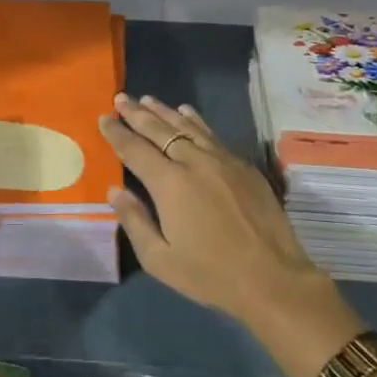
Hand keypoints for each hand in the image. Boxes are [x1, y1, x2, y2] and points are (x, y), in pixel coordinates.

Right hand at [98, 93, 335, 331]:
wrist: (272, 277)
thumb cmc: (211, 274)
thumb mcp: (160, 259)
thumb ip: (135, 220)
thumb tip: (115, 189)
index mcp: (169, 183)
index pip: (135, 149)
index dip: (117, 132)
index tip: (104, 118)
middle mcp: (193, 162)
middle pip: (159, 129)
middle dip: (136, 113)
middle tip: (121, 98)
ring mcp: (221, 159)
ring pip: (187, 126)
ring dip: (164, 111)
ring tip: (148, 99)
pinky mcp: (242, 165)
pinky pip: (211, 133)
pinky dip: (195, 120)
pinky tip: (187, 113)